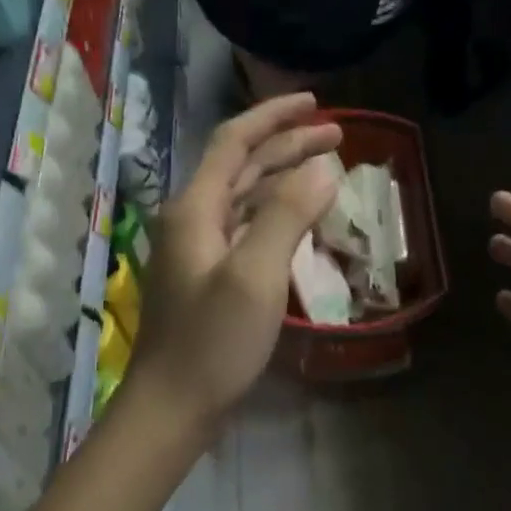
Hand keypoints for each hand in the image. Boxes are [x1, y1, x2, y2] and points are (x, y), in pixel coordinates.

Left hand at [129, 94, 340, 437]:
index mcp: (195, 208)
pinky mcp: (209, 275)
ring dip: (283, 177)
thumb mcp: (256, 275)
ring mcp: (199, 249)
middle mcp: (192, 219)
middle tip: (338, 135)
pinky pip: (247, 226)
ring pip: (245, 196)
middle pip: (242, 166)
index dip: (274, 116)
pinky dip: (276, 212)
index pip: (235, 141)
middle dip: (288, 145)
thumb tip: (323, 166)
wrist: (172, 407)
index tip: (316, 103)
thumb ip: (288, 214)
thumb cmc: (213, 342)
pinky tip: (300, 219)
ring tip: (327, 169)